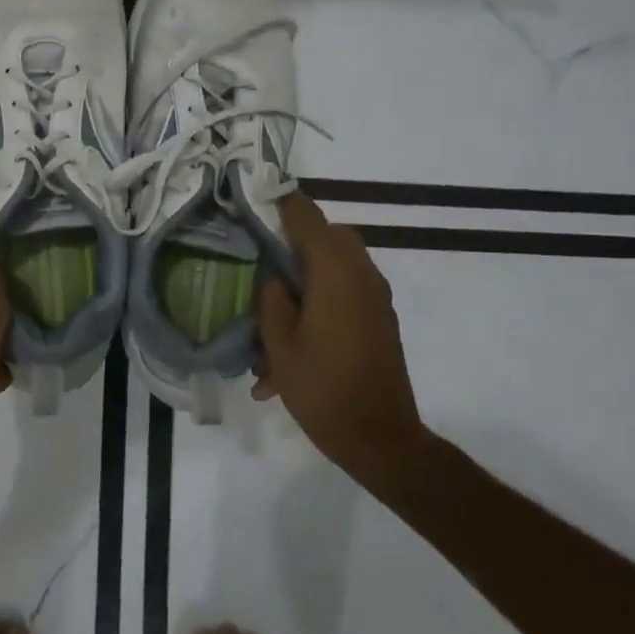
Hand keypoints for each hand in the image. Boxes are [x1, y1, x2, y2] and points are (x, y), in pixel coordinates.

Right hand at [255, 193, 425, 473]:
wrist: (379, 437)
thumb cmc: (322, 388)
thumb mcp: (279, 343)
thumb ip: (273, 298)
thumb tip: (277, 277)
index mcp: (335, 272)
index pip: (306, 216)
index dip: (280, 202)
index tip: (254, 195)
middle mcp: (362, 274)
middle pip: (326, 237)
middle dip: (294, 241)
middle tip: (261, 257)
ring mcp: (375, 298)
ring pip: (336, 266)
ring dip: (306, 277)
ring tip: (273, 314)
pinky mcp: (379, 320)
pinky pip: (346, 293)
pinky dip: (320, 302)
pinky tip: (292, 342)